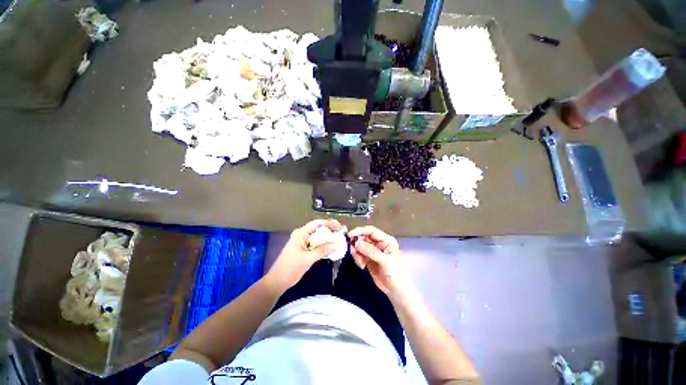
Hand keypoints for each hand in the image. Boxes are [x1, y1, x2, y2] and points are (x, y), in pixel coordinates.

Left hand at [265, 219, 341, 292]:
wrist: (278, 281)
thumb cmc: (291, 267)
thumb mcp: (308, 258)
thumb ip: (322, 250)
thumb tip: (335, 245)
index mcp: (300, 233)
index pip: (316, 224)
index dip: (328, 223)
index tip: (338, 226)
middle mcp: (302, 235)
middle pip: (317, 228)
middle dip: (329, 229)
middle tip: (340, 231)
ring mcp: (303, 242)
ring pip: (317, 236)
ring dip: (327, 237)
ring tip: (338, 238)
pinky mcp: (304, 249)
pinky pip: (316, 244)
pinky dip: (323, 245)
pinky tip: (331, 247)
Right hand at [348, 226, 409, 296]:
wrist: (395, 290)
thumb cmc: (395, 273)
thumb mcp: (385, 261)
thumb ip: (371, 251)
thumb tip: (357, 243)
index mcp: (386, 240)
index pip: (371, 231)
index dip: (360, 231)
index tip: (350, 235)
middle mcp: (379, 243)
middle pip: (363, 237)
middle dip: (357, 244)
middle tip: (353, 251)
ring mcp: (373, 250)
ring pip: (359, 246)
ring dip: (356, 253)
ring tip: (360, 262)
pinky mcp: (368, 258)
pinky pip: (358, 254)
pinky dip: (357, 258)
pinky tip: (362, 265)